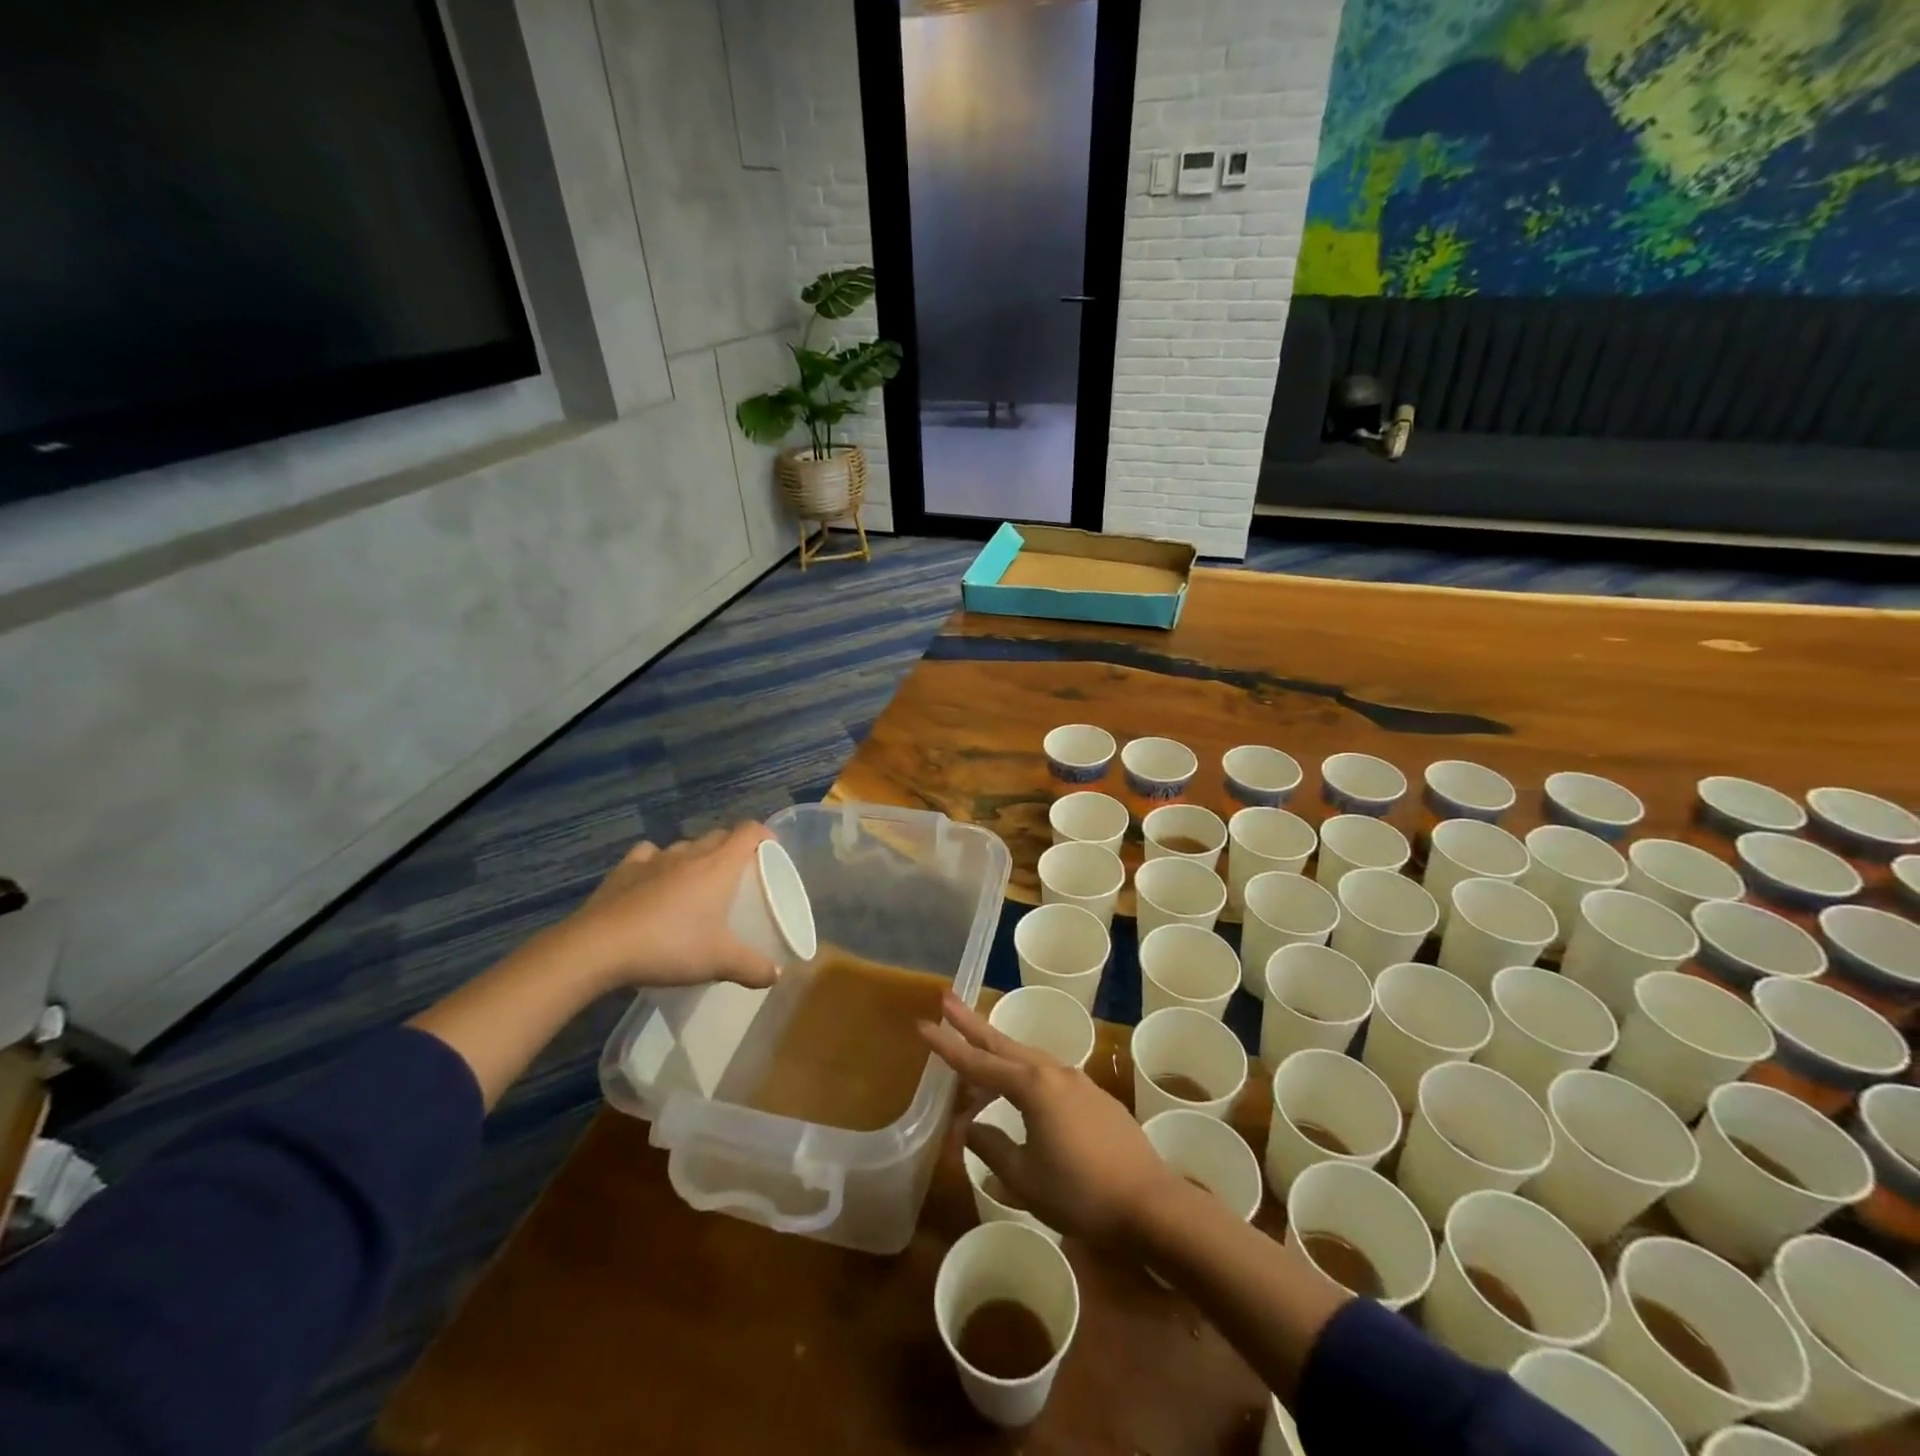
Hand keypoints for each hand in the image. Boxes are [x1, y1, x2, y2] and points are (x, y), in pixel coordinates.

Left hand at [561, 824, 780, 991]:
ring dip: (696, 857)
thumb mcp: (719, 962)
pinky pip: (649, 855)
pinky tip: (655, 880)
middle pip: (720, 836)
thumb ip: (753, 968)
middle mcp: (690, 853)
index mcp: (719, 865)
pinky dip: (657, 862)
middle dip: (733, 848)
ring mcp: (654, 858)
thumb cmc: (670, 946)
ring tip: (697, 883)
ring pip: (685, 846)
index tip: (770, 852)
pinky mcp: (625, 869)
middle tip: (738, 877)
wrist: (599, 948)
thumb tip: (776, 975)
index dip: (764, 836)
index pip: (749, 832)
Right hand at [920, 992, 1180, 1246]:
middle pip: (1003, 1042)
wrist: (1149, 1202)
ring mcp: (1077, 1081)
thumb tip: (970, 1127)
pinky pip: (1047, 1074)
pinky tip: (1022, 1089)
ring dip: (999, 1049)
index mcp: (1032, 1086)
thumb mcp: (1025, 1178)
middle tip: (947, 1000)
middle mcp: (1053, 1072)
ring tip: (977, 1047)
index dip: (947, 1046)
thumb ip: (992, 1147)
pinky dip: (1024, 1072)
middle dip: (972, 1023)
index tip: (923, 1025)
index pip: (978, 1063)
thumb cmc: (1081, 1193)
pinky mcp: (1093, 1096)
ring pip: (1027, 1056)